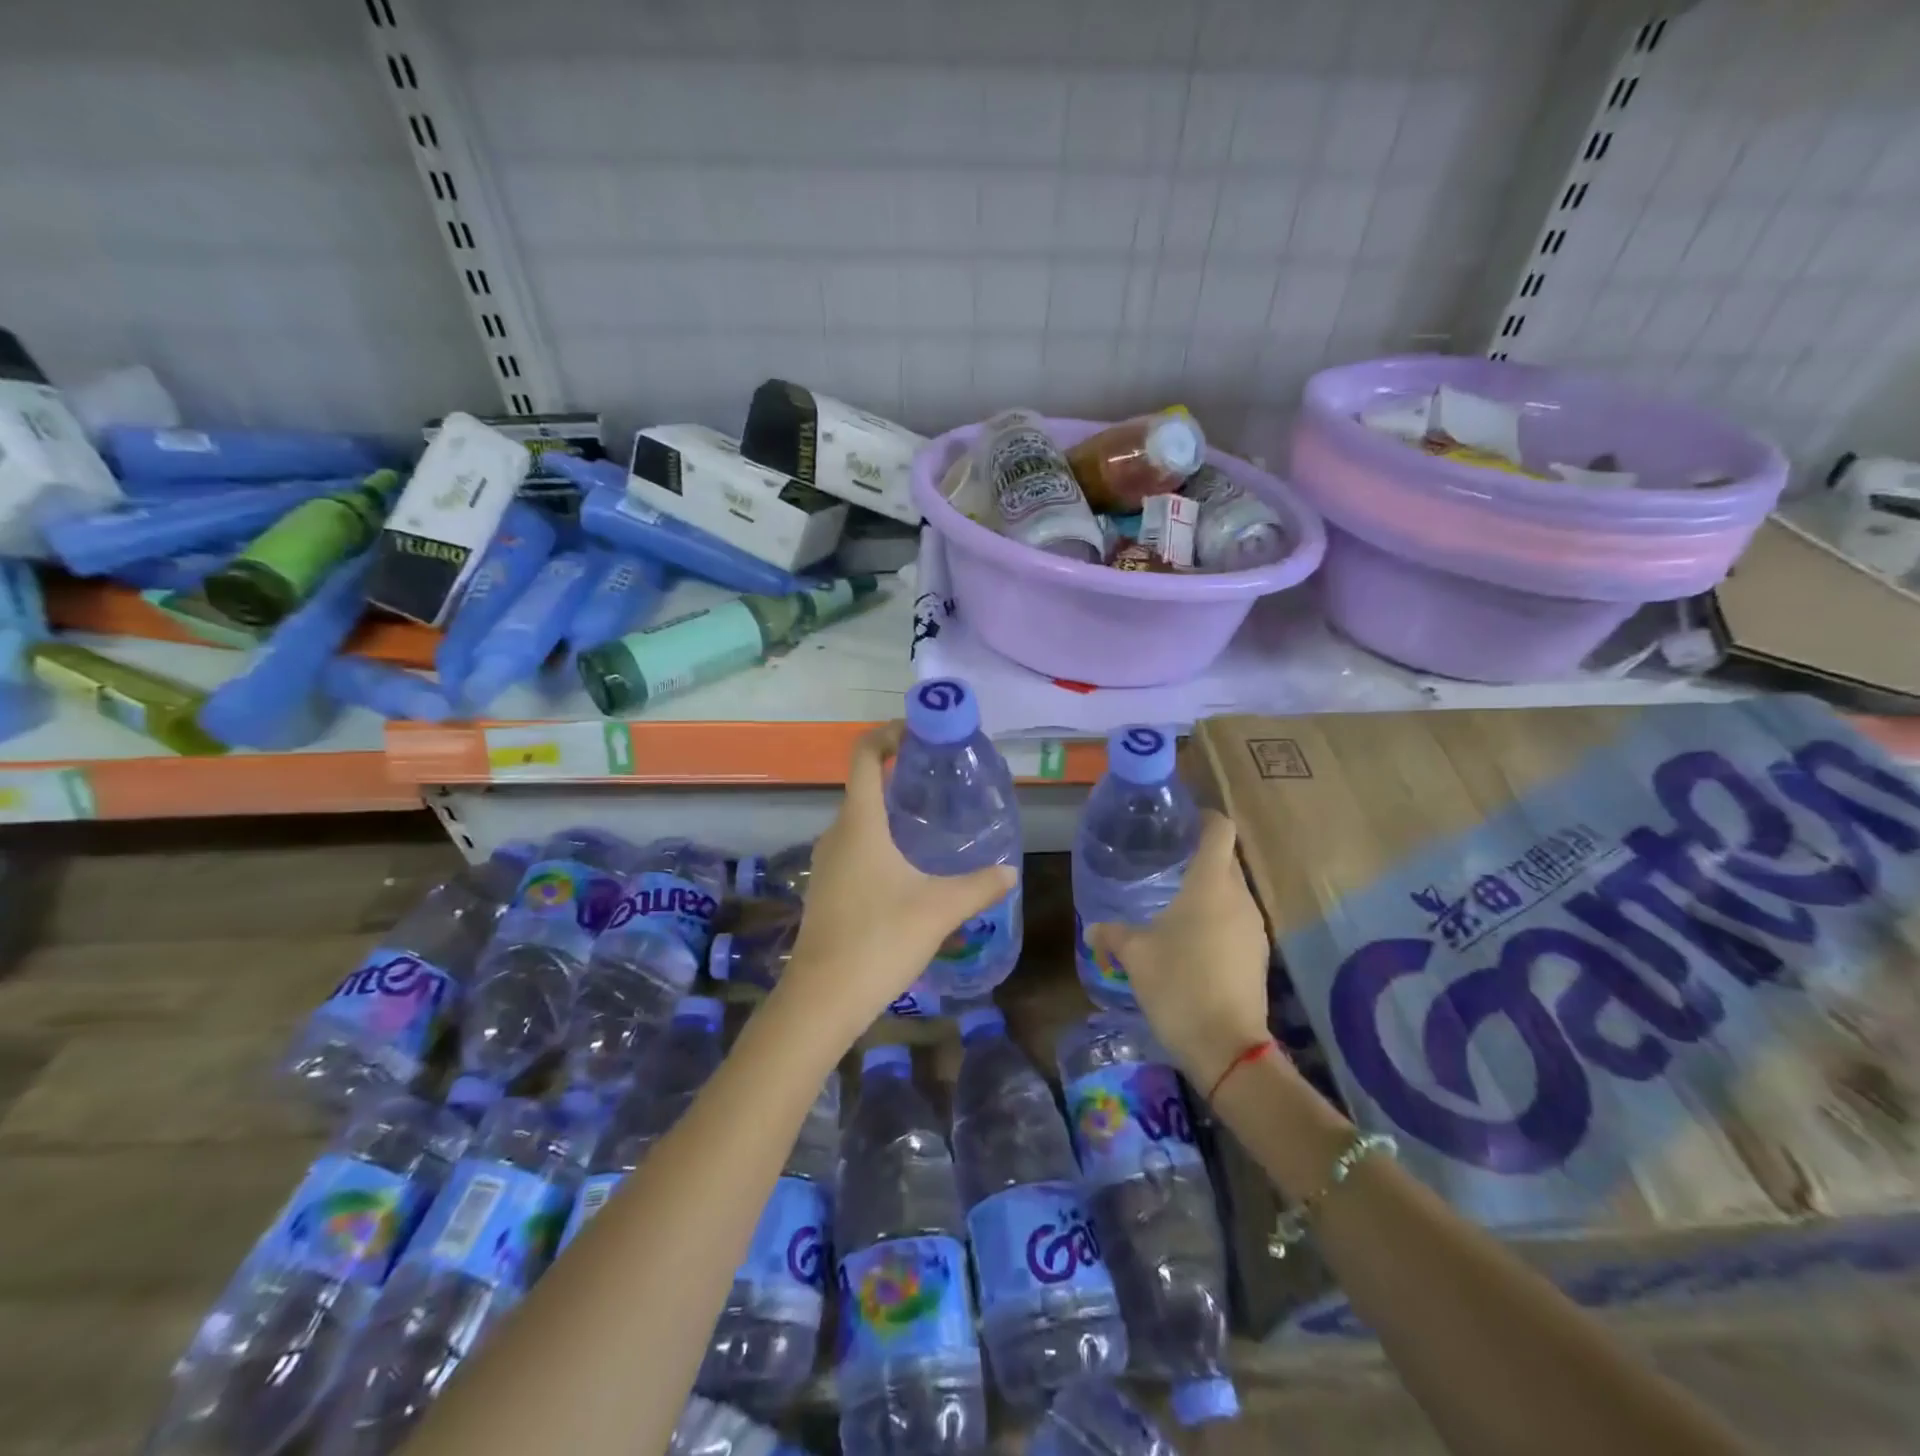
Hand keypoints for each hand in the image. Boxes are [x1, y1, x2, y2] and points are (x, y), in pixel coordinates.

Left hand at [775, 722, 1015, 1046]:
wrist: (823, 998)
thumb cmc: (880, 938)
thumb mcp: (940, 909)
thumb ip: (979, 886)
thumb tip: (1010, 872)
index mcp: (860, 823)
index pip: (865, 756)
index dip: (887, 735)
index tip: (917, 733)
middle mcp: (837, 834)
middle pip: (864, 787)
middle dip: (899, 777)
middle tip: (940, 783)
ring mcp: (826, 863)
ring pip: (860, 822)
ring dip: (890, 814)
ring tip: (931, 825)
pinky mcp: (825, 889)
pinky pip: (855, 849)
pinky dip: (880, 842)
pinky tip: (908, 870)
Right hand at [1086, 809, 1271, 1092]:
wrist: (1227, 1046)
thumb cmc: (1178, 984)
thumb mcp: (1135, 955)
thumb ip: (1113, 934)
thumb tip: (1093, 928)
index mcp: (1210, 884)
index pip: (1219, 830)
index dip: (1203, 818)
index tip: (1181, 822)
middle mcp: (1239, 897)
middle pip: (1226, 860)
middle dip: (1200, 856)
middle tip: (1166, 862)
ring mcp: (1253, 927)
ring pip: (1232, 892)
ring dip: (1208, 891)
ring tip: (1175, 902)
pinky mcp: (1258, 955)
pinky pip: (1237, 920)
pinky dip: (1217, 919)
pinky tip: (1192, 940)